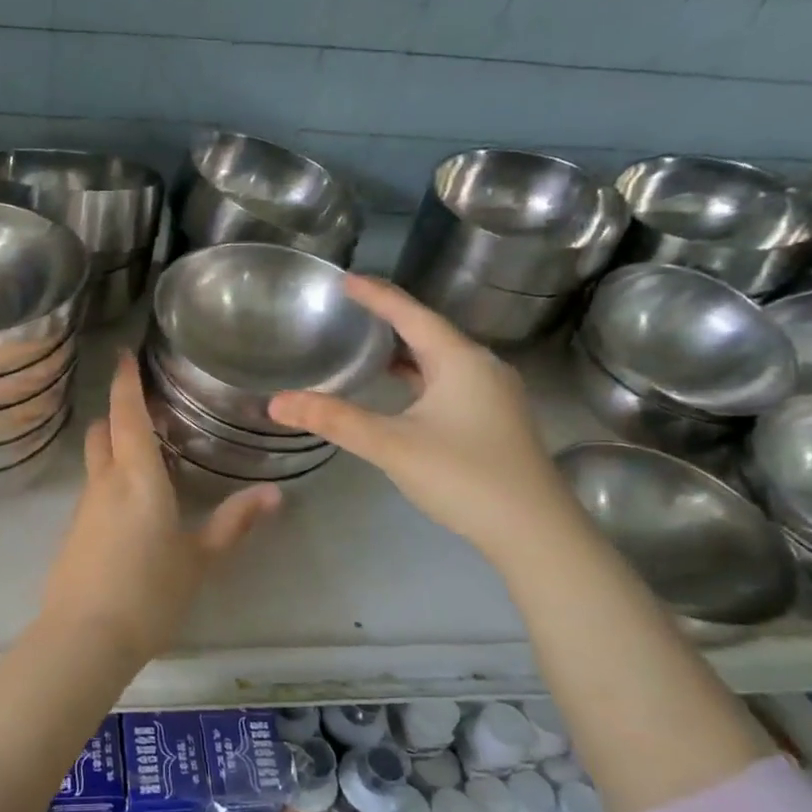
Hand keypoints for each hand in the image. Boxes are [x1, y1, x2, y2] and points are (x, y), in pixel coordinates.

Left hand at [40, 351, 280, 662]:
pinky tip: (131, 505)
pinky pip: (94, 490)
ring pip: (96, 460)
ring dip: (114, 446)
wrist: (84, 638)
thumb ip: (235, 523)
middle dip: (118, 412)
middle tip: (147, 407)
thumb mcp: (199, 559)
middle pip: (103, 431)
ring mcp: (84, 508)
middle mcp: (105, 482)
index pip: (127, 414)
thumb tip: (275, 494)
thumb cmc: (149, 592)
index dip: (125, 382)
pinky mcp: (75, 532)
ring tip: (146, 453)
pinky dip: (109, 479)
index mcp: (137, 476)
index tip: (123, 353)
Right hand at [267, 275, 578, 562]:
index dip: (377, 295)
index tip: (345, 279)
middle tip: (351, 309)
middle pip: (429, 332)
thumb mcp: (392, 445)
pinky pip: (449, 382)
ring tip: (367, 345)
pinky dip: (419, 376)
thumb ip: (335, 420)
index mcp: (461, 360)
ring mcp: (494, 395)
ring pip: (440, 359)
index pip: (411, 314)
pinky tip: (400, 390)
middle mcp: (482, 368)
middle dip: (390, 319)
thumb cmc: (464, 477)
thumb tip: (277, 402)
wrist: (535, 533)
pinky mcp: (494, 420)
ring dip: (405, 350)